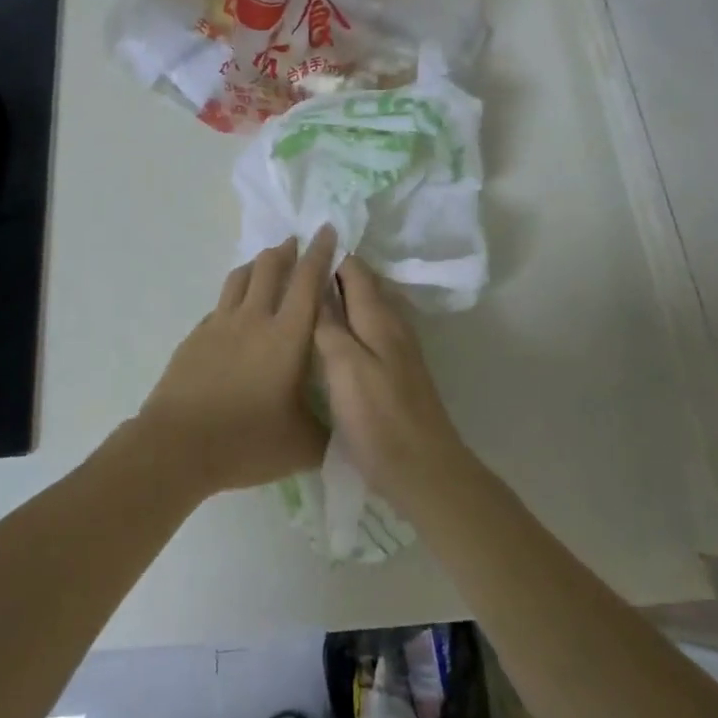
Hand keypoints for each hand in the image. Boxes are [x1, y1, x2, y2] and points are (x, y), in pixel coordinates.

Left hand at [136, 227, 337, 495]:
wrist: (178, 445)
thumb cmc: (247, 441)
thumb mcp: (302, 445)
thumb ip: (328, 430)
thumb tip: (344, 423)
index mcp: (286, 336)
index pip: (307, 281)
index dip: (320, 252)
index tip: (326, 229)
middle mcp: (253, 319)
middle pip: (269, 267)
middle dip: (287, 250)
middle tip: (296, 243)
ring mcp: (219, 325)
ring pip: (240, 278)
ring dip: (257, 265)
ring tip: (266, 264)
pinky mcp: (195, 337)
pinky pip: (219, 305)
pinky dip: (233, 297)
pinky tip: (235, 311)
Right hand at [314, 257, 467, 510]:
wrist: (424, 469)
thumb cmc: (379, 418)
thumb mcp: (345, 368)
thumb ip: (330, 325)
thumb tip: (318, 285)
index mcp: (379, 317)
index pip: (355, 268)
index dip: (329, 255)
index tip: (297, 248)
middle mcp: (392, 324)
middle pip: (362, 285)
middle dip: (332, 273)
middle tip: (293, 272)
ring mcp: (397, 348)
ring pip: (365, 308)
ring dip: (339, 299)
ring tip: (303, 300)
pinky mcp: (395, 371)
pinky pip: (367, 331)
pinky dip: (346, 323)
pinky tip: (326, 338)